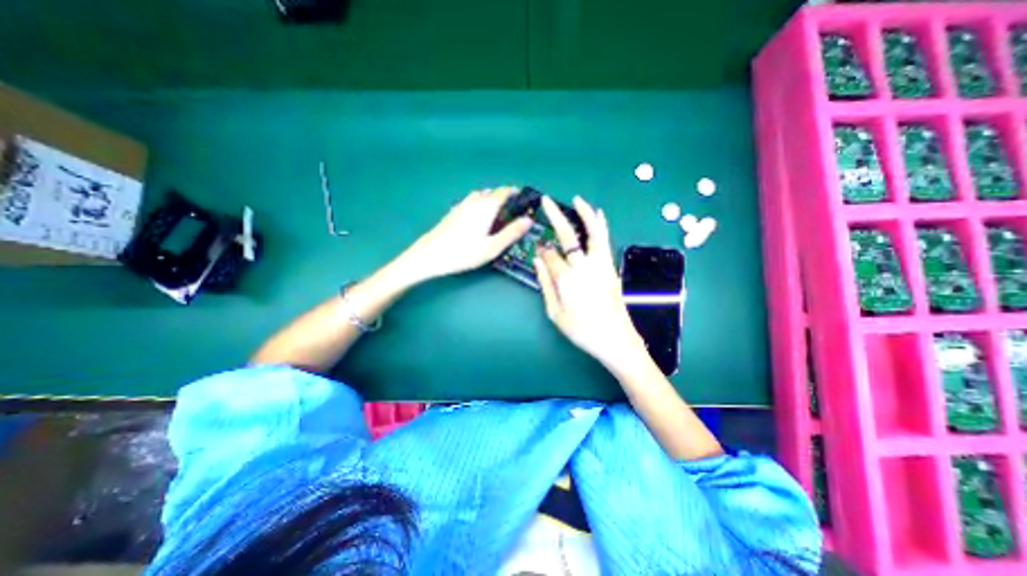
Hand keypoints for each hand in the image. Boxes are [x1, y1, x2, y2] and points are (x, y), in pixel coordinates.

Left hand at [399, 184, 532, 280]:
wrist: (430, 255)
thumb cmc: (463, 253)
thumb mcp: (492, 247)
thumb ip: (512, 233)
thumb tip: (529, 220)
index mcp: (486, 207)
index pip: (504, 192)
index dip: (515, 193)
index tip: (524, 199)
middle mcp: (474, 201)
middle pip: (492, 192)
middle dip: (504, 197)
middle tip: (513, 210)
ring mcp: (461, 205)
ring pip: (480, 196)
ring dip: (491, 199)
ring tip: (498, 213)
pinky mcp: (453, 212)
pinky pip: (471, 201)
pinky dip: (480, 204)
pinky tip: (479, 218)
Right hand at [538, 195, 649, 375]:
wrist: (616, 340)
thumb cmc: (582, 331)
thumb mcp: (555, 313)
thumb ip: (545, 285)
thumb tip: (537, 261)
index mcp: (566, 280)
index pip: (550, 257)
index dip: (543, 252)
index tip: (538, 251)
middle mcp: (584, 267)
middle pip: (568, 237)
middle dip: (555, 217)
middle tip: (547, 201)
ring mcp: (601, 265)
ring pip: (593, 233)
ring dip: (585, 214)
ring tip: (578, 199)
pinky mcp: (611, 268)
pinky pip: (605, 241)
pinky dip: (601, 226)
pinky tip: (599, 215)